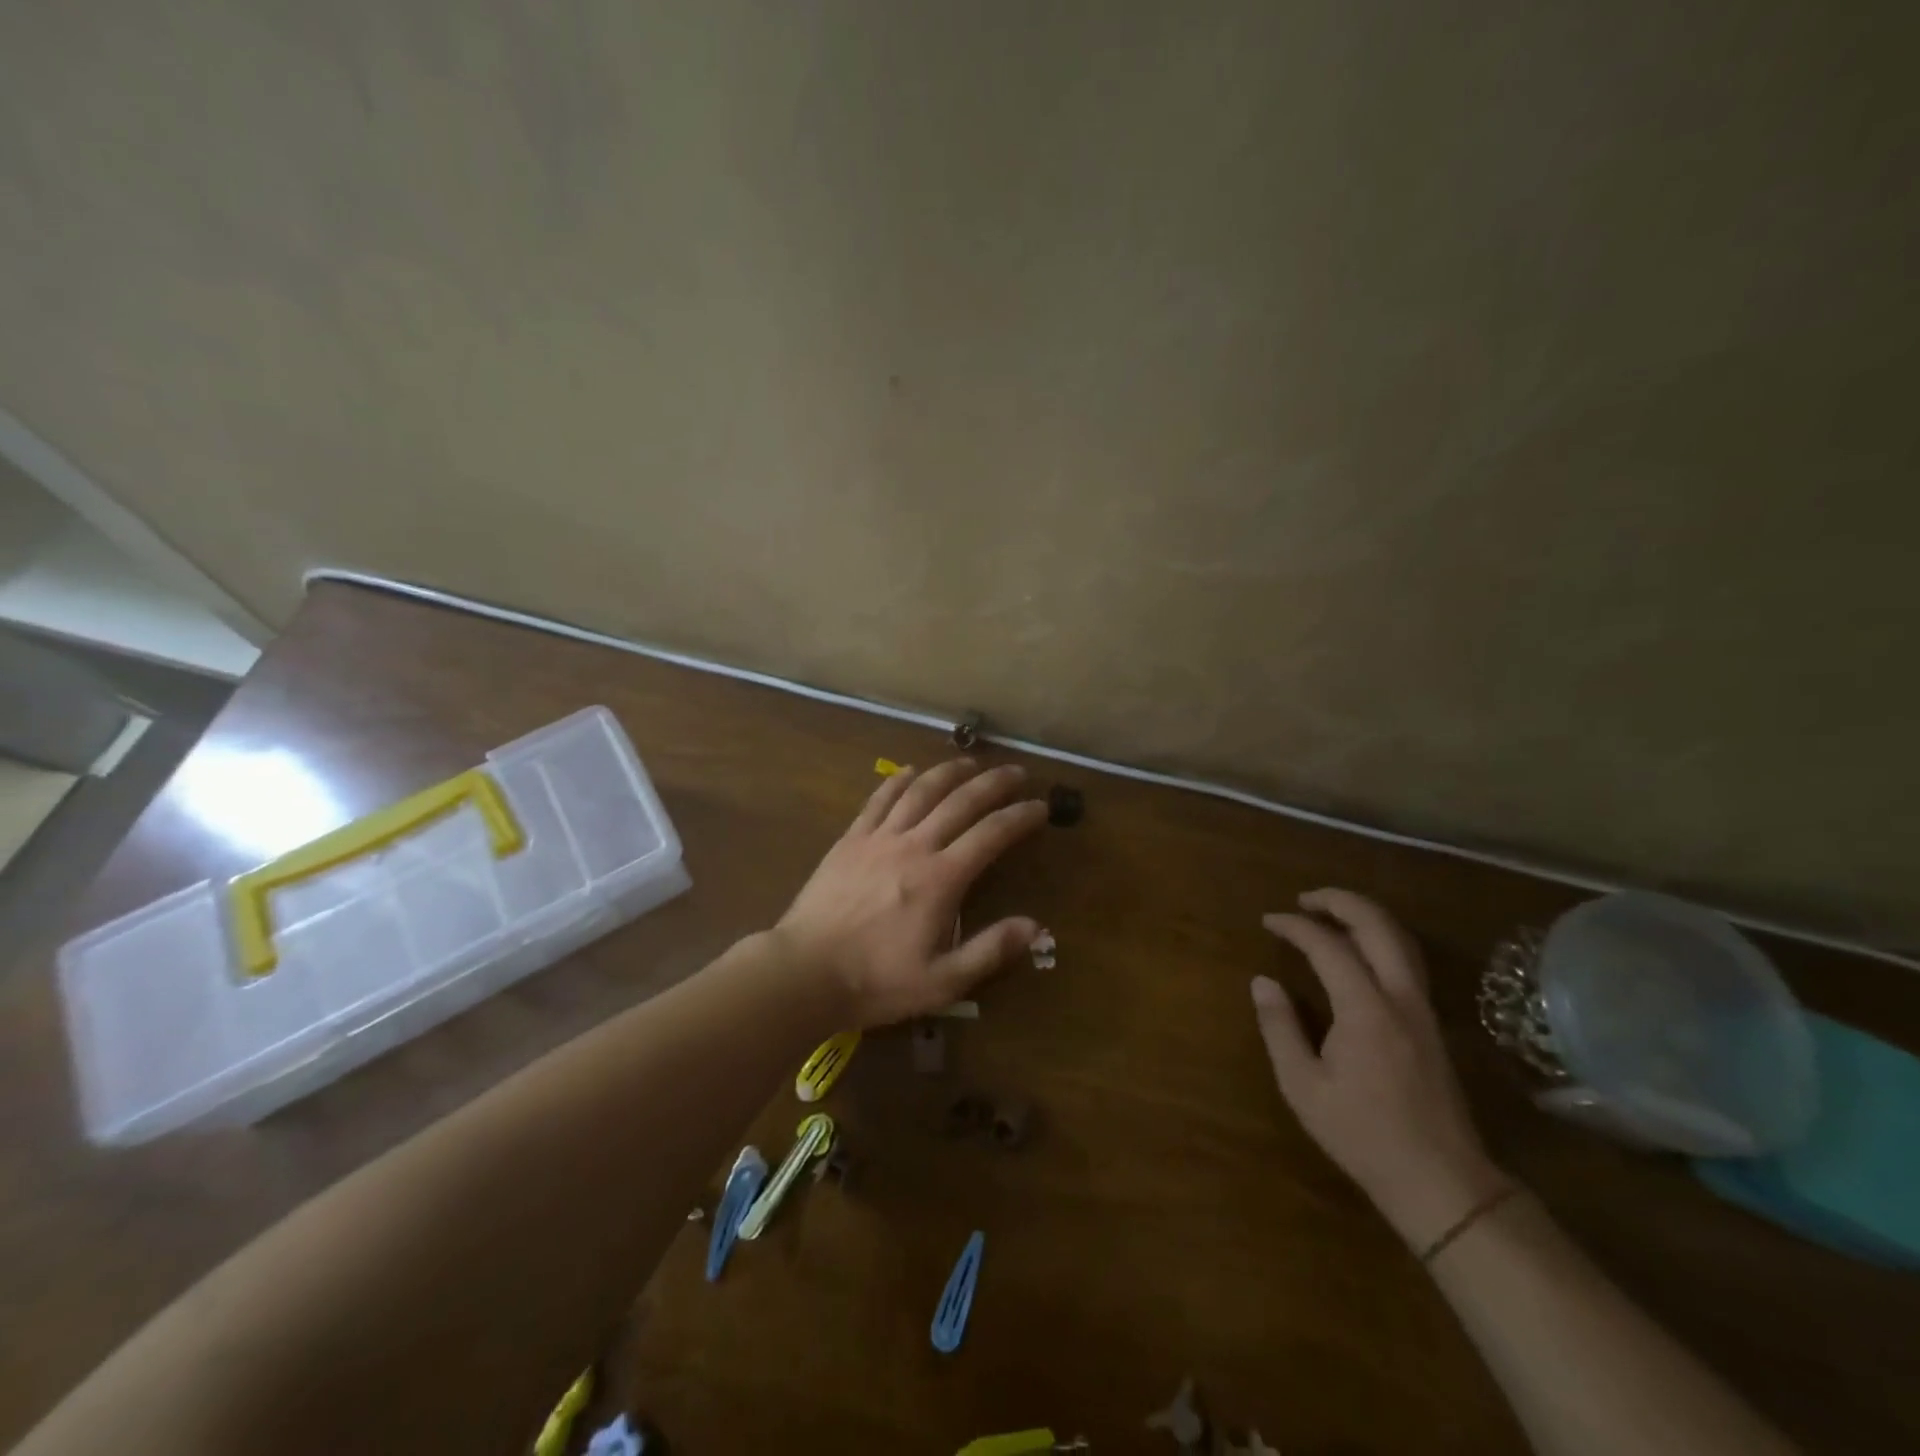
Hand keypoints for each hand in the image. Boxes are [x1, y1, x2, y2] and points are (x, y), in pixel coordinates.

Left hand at [775, 758, 1048, 1028]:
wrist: (804, 972)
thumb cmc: (876, 980)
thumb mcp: (942, 982)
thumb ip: (990, 950)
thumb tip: (1036, 926)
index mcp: (941, 879)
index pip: (991, 834)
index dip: (1020, 817)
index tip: (1040, 806)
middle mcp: (914, 846)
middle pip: (961, 801)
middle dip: (994, 783)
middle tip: (1017, 772)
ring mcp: (879, 838)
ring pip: (921, 791)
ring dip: (950, 772)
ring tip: (972, 763)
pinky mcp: (851, 839)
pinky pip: (879, 799)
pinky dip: (900, 780)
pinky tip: (913, 771)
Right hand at [1252, 888, 1509, 1250]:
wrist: (1441, 1181)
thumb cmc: (1363, 1134)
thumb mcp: (1303, 1086)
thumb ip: (1279, 1027)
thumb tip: (1262, 982)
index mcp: (1365, 1010)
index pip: (1328, 946)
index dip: (1295, 926)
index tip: (1268, 921)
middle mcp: (1400, 998)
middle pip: (1378, 926)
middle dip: (1339, 902)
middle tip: (1304, 900)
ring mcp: (1423, 1009)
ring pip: (1401, 940)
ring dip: (1365, 916)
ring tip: (1330, 913)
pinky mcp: (1431, 1024)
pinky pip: (1408, 961)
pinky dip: (1381, 938)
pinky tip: (1360, 950)